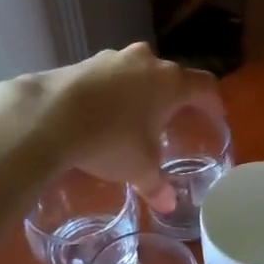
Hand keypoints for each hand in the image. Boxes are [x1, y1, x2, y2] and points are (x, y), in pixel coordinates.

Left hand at [9, 42, 222, 208]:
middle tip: (172, 119)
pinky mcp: (84, 61)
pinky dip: (112, 91)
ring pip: (138, 71)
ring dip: (142, 90)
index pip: (205, 86)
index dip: (212, 102)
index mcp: (171, 83)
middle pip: (171, 75)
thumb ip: (156, 184)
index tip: (215, 117)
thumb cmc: (110, 139)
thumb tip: (168, 205)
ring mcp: (114, 58)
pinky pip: (109, 75)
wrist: (48, 116)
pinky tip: (101, 113)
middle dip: (174, 96)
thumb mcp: (138, 167)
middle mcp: (147, 62)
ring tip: (135, 116)